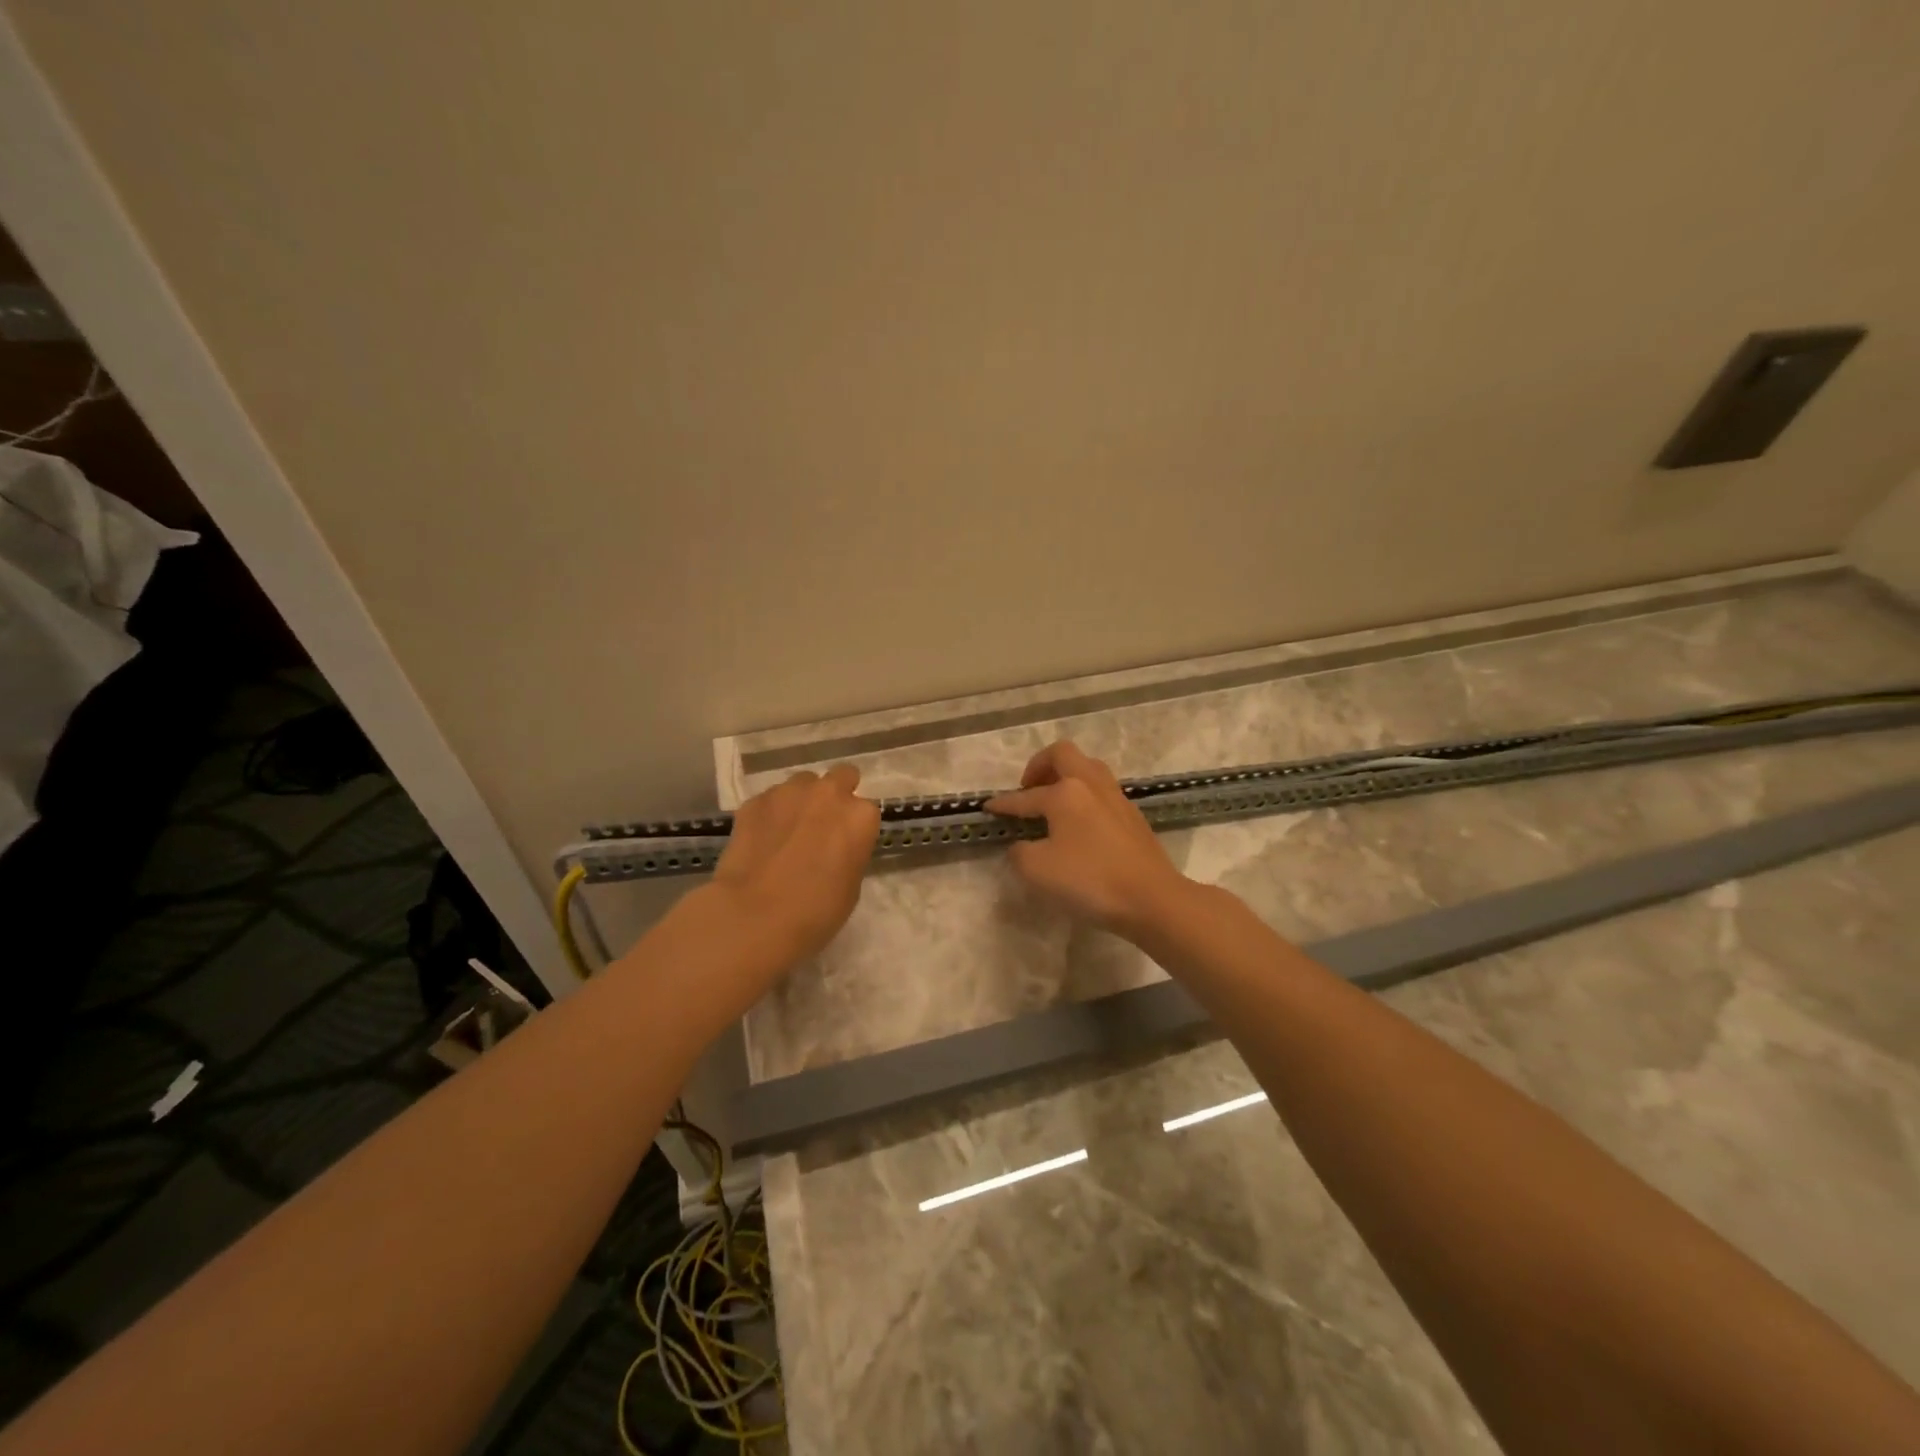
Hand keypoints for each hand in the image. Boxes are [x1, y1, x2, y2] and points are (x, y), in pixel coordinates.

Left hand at [712, 764, 880, 962]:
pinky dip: (770, 814)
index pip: (866, 811)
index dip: (854, 827)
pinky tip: (761, 840)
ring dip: (801, 801)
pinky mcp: (754, 801)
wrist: (754, 916)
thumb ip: (849, 853)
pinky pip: (770, 800)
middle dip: (835, 795)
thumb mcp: (851, 886)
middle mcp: (828, 793)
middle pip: (840, 777)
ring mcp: (788, 792)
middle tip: (822, 825)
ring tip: (787, 832)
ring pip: (802, 784)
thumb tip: (835, 847)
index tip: (844, 845)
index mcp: (860, 817)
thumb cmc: (815, 911)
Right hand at [984, 741, 1190, 937]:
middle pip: (1063, 755)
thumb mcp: (1037, 871)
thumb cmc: (1090, 881)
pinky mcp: (1132, 816)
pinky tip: (1079, 822)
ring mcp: (1116, 798)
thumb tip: (1022, 845)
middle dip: (1040, 765)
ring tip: (1053, 800)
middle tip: (1028, 788)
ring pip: (1088, 768)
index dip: (1003, 803)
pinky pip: (1101, 791)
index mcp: (1065, 793)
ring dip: (1066, 776)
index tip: (988, 807)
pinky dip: (1084, 795)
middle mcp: (1091, 784)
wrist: (1152, 898)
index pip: (1025, 797)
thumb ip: (1019, 853)